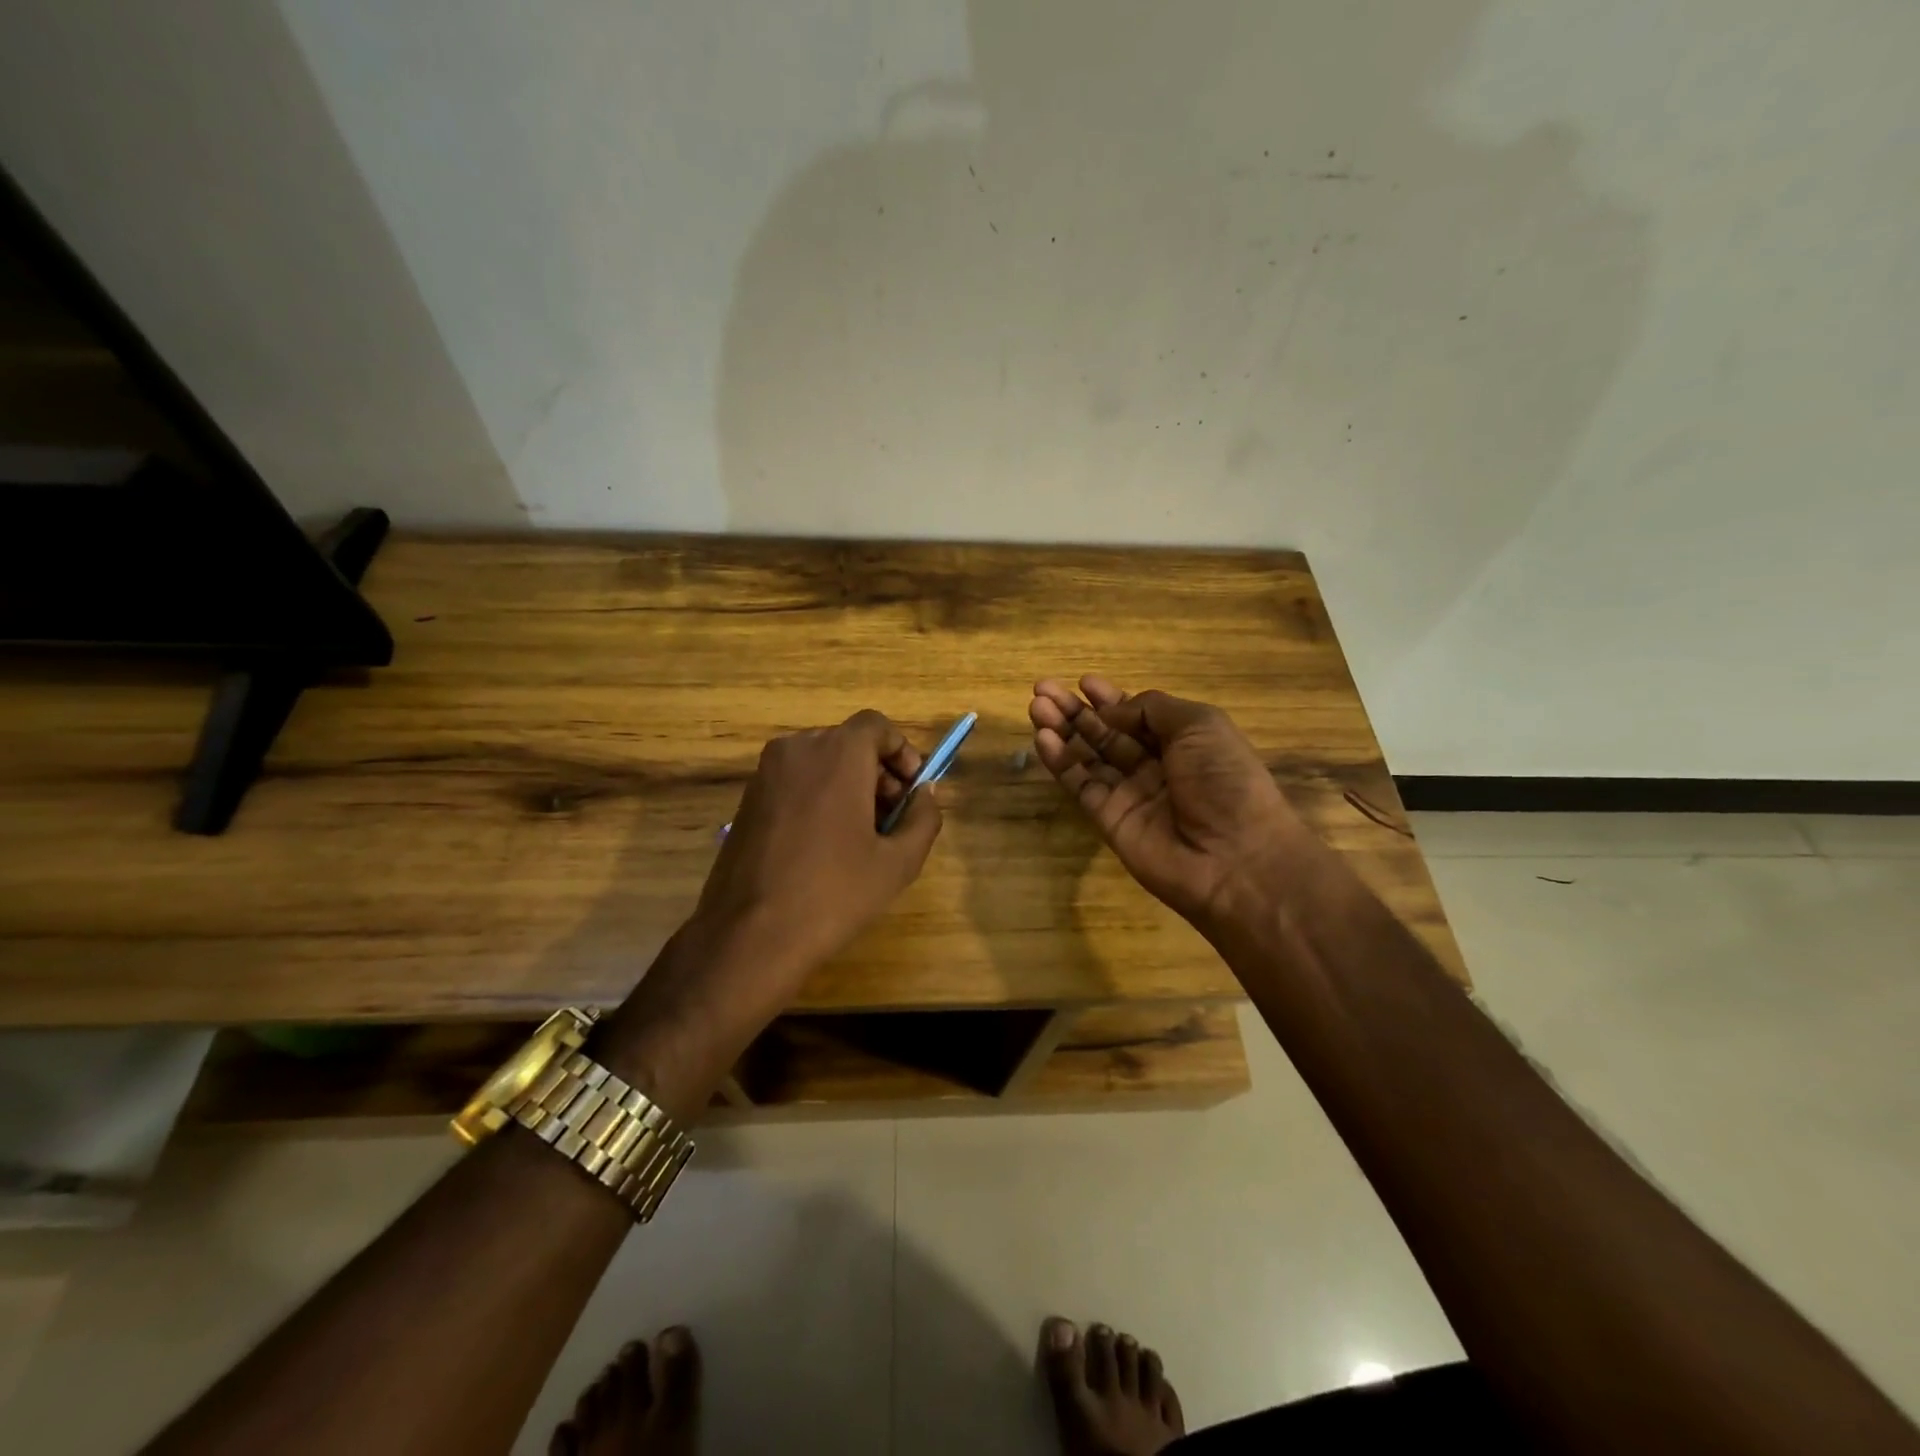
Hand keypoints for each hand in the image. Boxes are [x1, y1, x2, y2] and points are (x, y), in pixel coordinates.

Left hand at [597, 710, 942, 1116]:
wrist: (750, 935)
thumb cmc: (835, 893)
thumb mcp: (899, 861)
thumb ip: (924, 816)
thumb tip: (924, 794)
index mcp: (837, 753)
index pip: (877, 726)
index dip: (902, 753)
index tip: (911, 791)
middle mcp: (798, 748)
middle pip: (849, 743)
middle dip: (878, 773)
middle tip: (891, 820)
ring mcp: (766, 773)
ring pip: (821, 762)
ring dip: (848, 786)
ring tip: (860, 838)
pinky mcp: (747, 798)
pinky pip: (795, 781)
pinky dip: (818, 797)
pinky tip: (824, 846)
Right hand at [1029, 676, 1304, 928]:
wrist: (1234, 857)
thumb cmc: (1225, 780)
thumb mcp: (1200, 725)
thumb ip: (1153, 709)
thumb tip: (1112, 711)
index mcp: (1183, 742)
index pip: (1138, 715)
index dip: (1110, 698)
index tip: (1083, 682)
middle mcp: (1155, 766)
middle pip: (1107, 733)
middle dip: (1077, 710)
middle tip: (1043, 690)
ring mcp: (1130, 794)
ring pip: (1088, 757)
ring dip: (1062, 731)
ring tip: (1036, 707)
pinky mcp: (1109, 819)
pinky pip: (1081, 786)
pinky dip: (1061, 762)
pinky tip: (1043, 739)